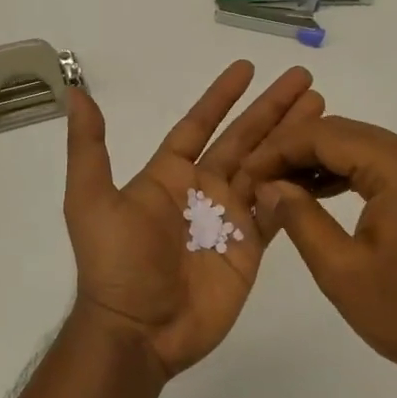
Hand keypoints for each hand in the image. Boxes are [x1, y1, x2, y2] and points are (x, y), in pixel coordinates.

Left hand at [64, 61, 322, 377]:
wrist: (139, 329)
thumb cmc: (117, 262)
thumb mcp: (91, 200)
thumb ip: (89, 147)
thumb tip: (75, 93)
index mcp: (169, 175)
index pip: (201, 124)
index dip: (222, 97)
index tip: (247, 68)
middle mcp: (203, 190)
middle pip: (244, 138)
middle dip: (272, 109)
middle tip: (305, 79)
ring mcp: (230, 218)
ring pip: (268, 167)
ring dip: (292, 138)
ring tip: (321, 108)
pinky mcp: (250, 247)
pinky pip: (279, 209)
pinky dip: (298, 186)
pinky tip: (320, 162)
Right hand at [245, 116, 396, 389]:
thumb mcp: (342, 270)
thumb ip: (300, 218)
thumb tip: (267, 185)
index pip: (325, 135)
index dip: (278, 148)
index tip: (244, 173)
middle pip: (342, 134)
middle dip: (294, 152)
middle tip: (254, 180)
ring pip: (359, 148)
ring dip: (316, 162)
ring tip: (276, 188)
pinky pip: (377, 168)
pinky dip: (343, 175)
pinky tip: (314, 195)